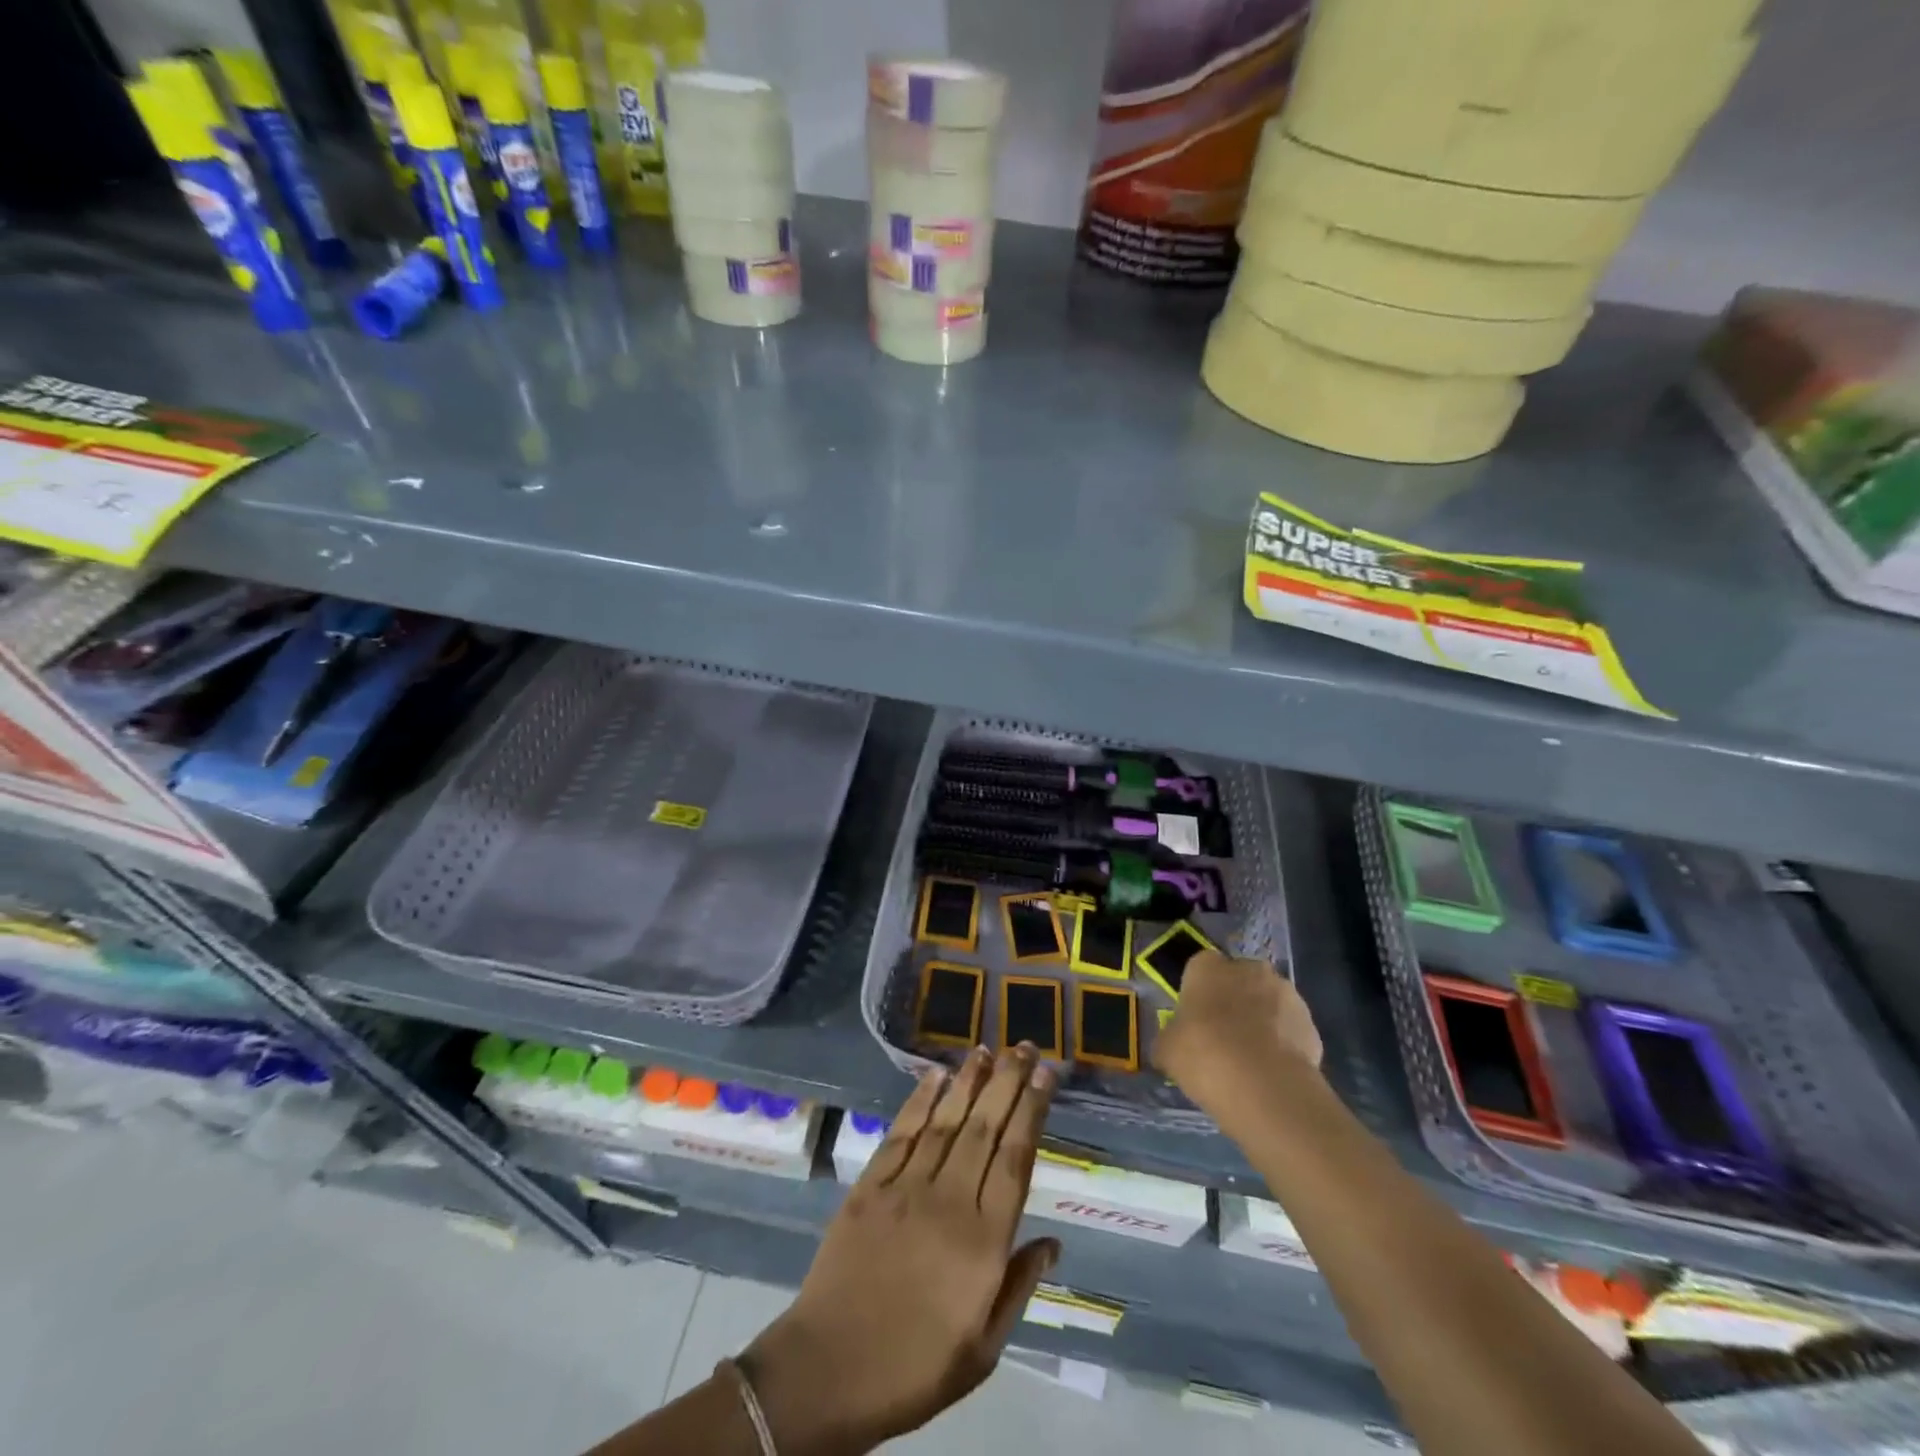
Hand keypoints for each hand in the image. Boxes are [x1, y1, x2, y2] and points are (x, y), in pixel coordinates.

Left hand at [741, 1048, 1059, 1454]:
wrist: (828, 1371)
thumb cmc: (915, 1368)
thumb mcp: (983, 1349)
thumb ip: (1018, 1286)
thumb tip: (1054, 1241)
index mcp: (983, 1242)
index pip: (1015, 1159)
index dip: (1032, 1110)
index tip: (1046, 1075)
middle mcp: (949, 1201)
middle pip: (985, 1128)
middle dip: (1008, 1082)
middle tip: (1024, 1046)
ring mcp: (906, 1187)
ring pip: (946, 1120)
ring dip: (969, 1080)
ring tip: (986, 1049)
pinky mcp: (870, 1185)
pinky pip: (902, 1132)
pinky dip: (920, 1099)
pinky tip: (935, 1075)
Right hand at [1152, 951, 1322, 1130]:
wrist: (1263, 1085)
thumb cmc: (1203, 1054)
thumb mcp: (1167, 1049)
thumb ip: (1171, 1037)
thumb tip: (1173, 1043)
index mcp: (1208, 966)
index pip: (1200, 967)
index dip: (1198, 992)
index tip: (1195, 1018)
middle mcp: (1249, 969)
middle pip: (1238, 980)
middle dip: (1234, 1001)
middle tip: (1223, 1036)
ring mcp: (1286, 993)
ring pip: (1268, 1002)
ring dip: (1261, 1020)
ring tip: (1251, 1059)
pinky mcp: (1311, 1024)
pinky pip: (1290, 1029)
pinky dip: (1283, 1044)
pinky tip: (1272, 1071)